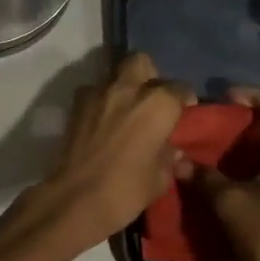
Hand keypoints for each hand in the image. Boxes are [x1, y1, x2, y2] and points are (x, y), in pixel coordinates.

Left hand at [38, 53, 192, 247]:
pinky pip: (93, 92)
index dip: (183, 101)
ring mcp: (98, 92)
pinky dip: (100, 101)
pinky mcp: (76, 104)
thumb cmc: (127, 189)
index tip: (183, 115)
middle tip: (150, 100)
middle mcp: (129, 88)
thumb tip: (173, 150)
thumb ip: (170, 156)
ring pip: (114, 74)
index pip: (180, 88)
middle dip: (149, 76)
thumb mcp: (160, 178)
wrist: (76, 198)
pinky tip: (102, 121)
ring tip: (124, 111)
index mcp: (158, 103)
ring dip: (122, 87)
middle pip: (141, 62)